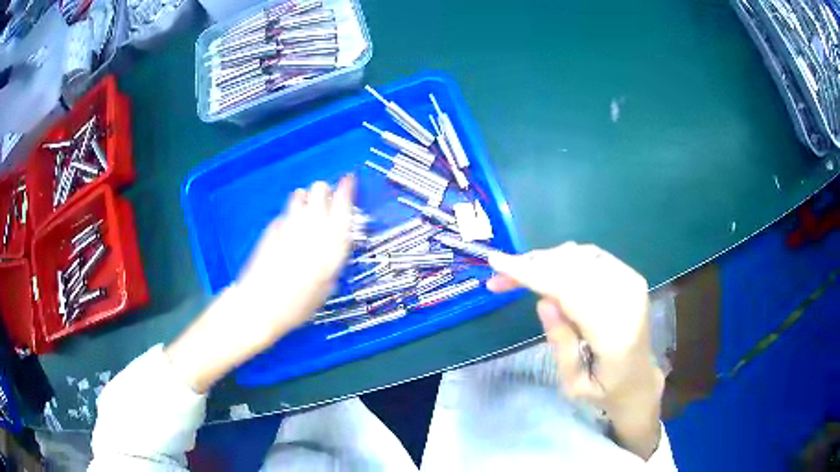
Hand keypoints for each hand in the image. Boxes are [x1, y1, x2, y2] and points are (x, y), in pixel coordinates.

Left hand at [165, 177, 354, 392]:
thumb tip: (334, 243)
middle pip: (320, 192)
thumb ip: (332, 261)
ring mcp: (289, 226)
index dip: (347, 190)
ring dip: (307, 199)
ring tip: (307, 209)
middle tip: (325, 200)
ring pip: (301, 196)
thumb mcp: (325, 289)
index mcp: (331, 246)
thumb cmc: (297, 306)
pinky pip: (286, 214)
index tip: (348, 179)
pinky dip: (290, 215)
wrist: (259, 305)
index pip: (343, 208)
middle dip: (325, 192)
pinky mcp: (272, 229)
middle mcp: (312, 229)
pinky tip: (289, 228)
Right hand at [487, 243, 663, 458]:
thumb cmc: (604, 390)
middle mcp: (627, 300)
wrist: (639, 379)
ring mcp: (631, 283)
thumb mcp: (573, 385)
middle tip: (500, 274)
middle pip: (573, 268)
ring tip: (520, 274)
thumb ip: (561, 343)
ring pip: (580, 257)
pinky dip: (564, 258)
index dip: (532, 274)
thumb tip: (543, 301)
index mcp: (615, 334)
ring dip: (546, 261)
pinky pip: (590, 255)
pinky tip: (548, 270)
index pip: (570, 291)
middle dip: (532, 265)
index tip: (497, 262)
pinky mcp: (630, 275)